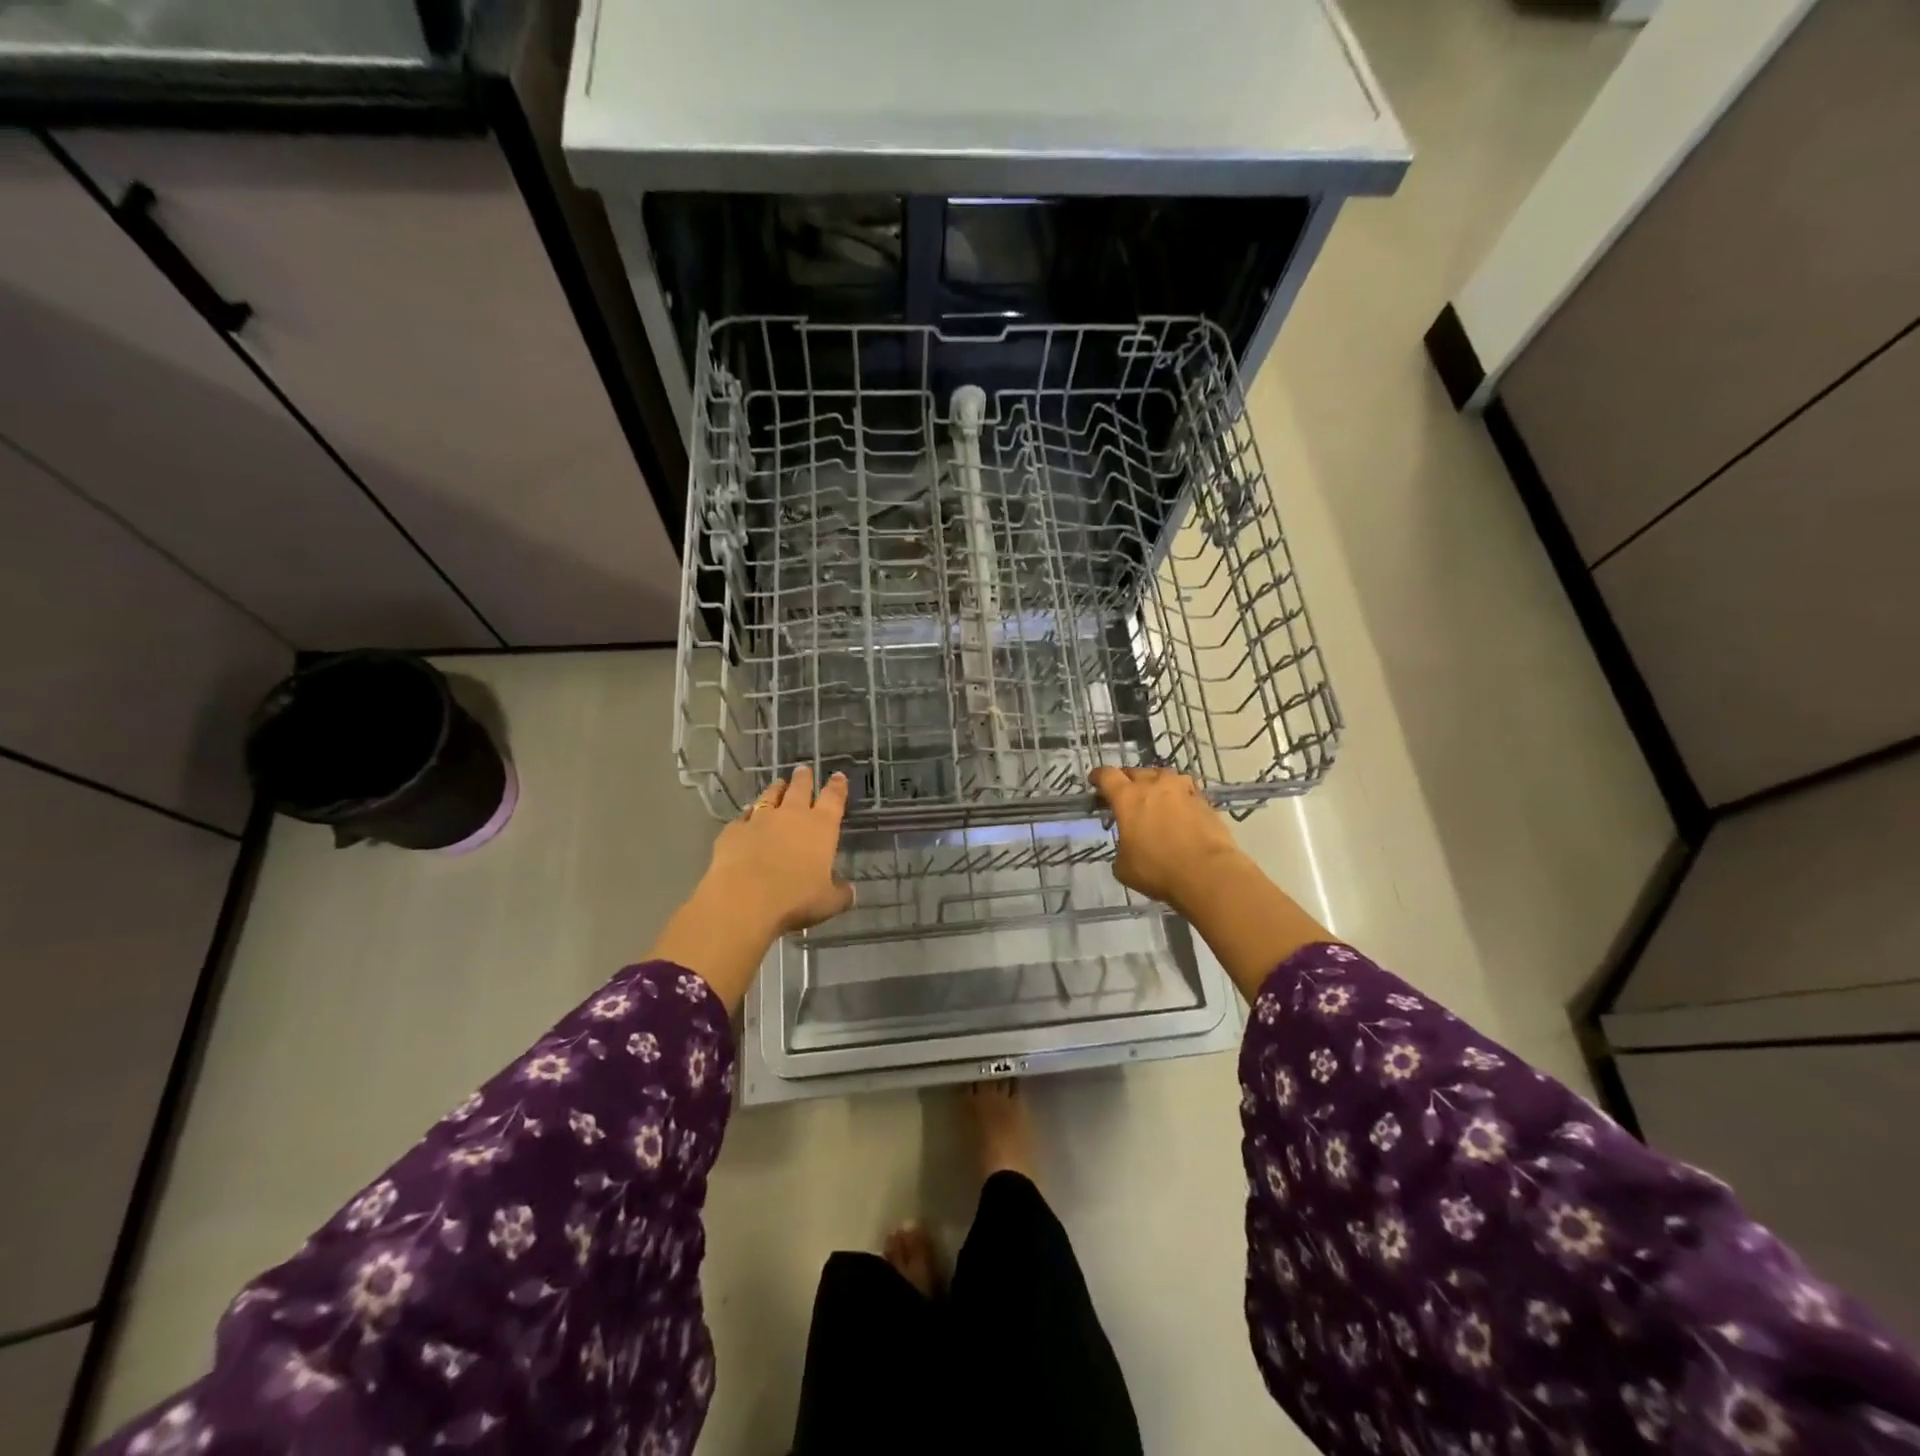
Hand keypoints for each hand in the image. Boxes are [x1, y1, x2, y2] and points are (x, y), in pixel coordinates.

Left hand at [704, 766, 854, 935]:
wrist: (743, 899)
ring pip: (770, 796)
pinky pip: (743, 816)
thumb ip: (840, 894)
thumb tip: (849, 891)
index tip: (837, 776)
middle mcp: (792, 816)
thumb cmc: (795, 899)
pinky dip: (748, 813)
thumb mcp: (828, 902)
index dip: (837, 786)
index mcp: (821, 827)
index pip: (833, 799)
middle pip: (800, 788)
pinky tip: (747, 814)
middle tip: (803, 769)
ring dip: (776, 789)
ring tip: (778, 783)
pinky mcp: (734, 830)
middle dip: (804, 779)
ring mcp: (760, 819)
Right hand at [1089, 766, 1245, 913]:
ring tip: (1154, 797)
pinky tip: (1178, 812)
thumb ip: (1121, 850)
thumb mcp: (1124, 867)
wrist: (1208, 873)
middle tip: (1124, 795)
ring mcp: (1182, 790)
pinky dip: (1177, 798)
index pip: (1107, 776)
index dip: (1099, 776)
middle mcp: (1154, 786)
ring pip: (1163, 776)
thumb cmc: (1158, 870)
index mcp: (1128, 798)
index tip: (1095, 781)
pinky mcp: (1204, 801)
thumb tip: (1128, 849)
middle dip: (1126, 781)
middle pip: (1135, 772)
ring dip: (1155, 783)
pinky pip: (1185, 791)